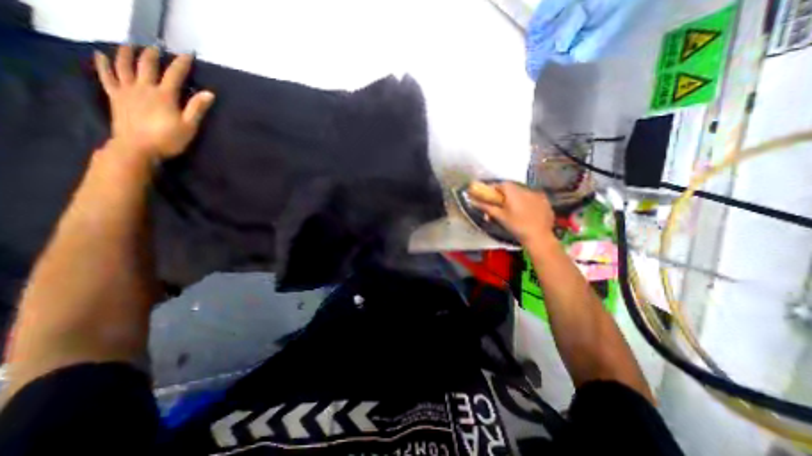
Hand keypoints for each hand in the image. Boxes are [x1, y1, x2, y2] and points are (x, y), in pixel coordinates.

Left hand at [92, 44, 215, 164]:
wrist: (137, 148)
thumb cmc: (169, 139)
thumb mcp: (189, 126)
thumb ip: (197, 108)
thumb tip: (209, 93)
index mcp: (165, 95)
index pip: (175, 74)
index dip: (182, 63)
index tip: (188, 54)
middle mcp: (144, 87)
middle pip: (146, 64)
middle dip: (153, 54)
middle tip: (158, 48)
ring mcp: (127, 90)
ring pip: (124, 65)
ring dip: (127, 52)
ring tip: (131, 45)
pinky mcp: (115, 96)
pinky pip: (107, 76)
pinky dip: (103, 64)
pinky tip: (102, 55)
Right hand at [474, 182, 555, 246]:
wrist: (539, 236)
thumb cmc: (516, 226)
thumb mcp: (500, 217)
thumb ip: (486, 207)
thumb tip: (472, 201)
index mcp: (513, 192)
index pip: (502, 184)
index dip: (495, 188)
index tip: (491, 195)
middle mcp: (526, 190)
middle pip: (513, 187)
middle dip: (506, 193)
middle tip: (501, 203)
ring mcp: (538, 195)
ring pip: (524, 192)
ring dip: (517, 197)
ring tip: (515, 209)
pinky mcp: (546, 202)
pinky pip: (534, 198)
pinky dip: (528, 202)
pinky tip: (527, 212)